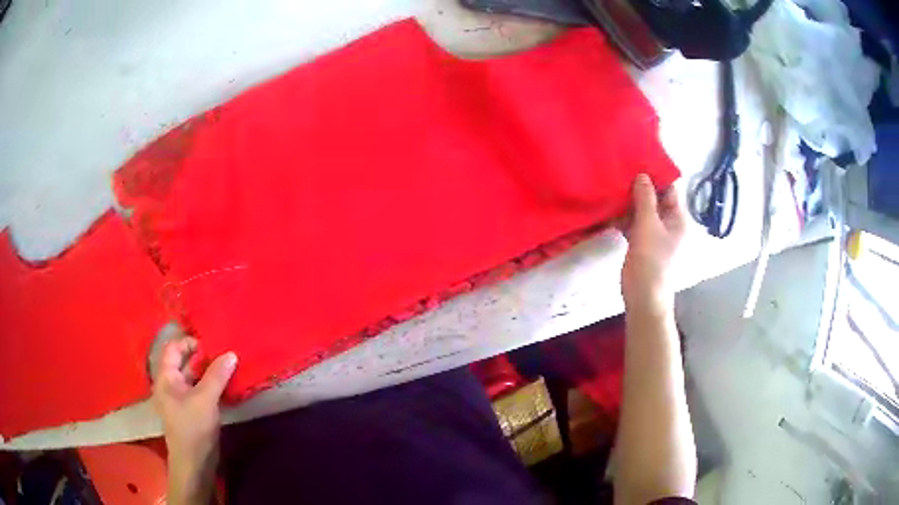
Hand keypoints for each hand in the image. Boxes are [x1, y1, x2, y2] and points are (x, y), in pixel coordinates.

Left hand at [152, 334, 236, 504]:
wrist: (195, 463)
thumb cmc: (193, 428)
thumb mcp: (205, 400)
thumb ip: (217, 375)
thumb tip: (231, 353)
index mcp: (166, 377)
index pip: (174, 348)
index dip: (190, 342)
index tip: (212, 343)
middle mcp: (171, 384)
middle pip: (185, 361)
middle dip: (203, 356)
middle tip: (225, 352)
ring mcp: (182, 398)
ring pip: (195, 377)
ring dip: (210, 371)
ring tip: (229, 366)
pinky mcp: (193, 410)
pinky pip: (201, 390)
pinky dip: (212, 385)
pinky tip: (227, 384)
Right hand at [620, 174, 685, 316]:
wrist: (644, 298)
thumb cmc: (651, 262)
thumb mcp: (648, 227)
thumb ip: (645, 199)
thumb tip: (642, 175)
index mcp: (677, 217)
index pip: (669, 188)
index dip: (656, 175)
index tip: (637, 160)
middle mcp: (668, 222)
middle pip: (655, 198)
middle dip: (639, 187)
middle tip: (619, 171)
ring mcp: (654, 233)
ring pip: (642, 210)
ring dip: (629, 201)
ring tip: (611, 186)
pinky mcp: (641, 243)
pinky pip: (633, 223)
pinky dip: (624, 217)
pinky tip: (609, 209)